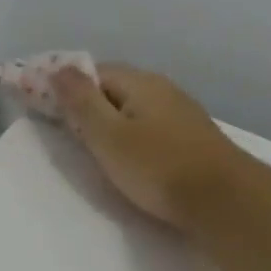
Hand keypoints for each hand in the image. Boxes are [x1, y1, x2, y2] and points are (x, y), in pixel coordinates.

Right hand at [51, 65, 238, 230]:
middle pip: (113, 88)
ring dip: (108, 120)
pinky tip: (127, 156)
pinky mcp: (190, 137)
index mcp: (139, 83)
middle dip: (86, 104)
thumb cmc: (157, 167)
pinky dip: (129, 134)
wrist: (225, 201)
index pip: (92, 72)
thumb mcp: (107, 135)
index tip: (44, 108)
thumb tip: (58, 69)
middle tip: (64, 131)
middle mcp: (162, 89)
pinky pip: (148, 125)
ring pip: (132, 107)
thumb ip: (81, 101)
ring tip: (92, 147)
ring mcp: (180, 112)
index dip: (65, 86)